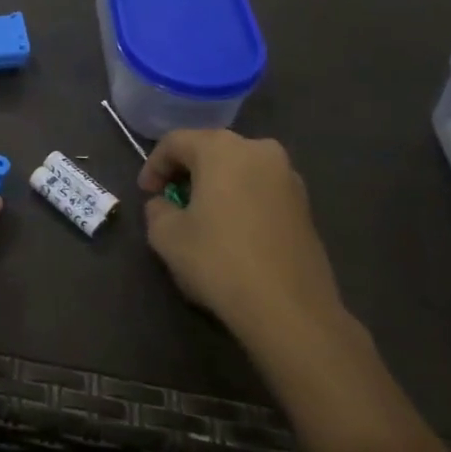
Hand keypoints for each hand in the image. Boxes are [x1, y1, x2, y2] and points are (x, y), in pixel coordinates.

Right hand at [140, 130, 350, 361]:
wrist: (290, 310)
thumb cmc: (219, 261)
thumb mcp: (166, 235)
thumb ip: (157, 209)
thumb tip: (165, 204)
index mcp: (221, 148)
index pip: (175, 142)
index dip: (153, 166)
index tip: (145, 194)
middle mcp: (259, 150)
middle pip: (210, 149)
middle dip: (186, 172)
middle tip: (170, 200)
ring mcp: (288, 176)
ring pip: (238, 169)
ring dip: (215, 185)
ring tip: (200, 216)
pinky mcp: (305, 205)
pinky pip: (260, 189)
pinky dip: (240, 199)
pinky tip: (231, 230)